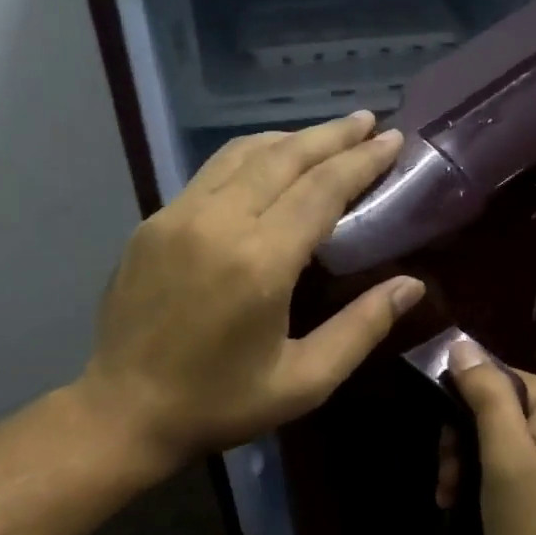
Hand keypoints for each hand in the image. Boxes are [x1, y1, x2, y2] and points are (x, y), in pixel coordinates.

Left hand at [83, 112, 424, 469]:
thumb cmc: (221, 404)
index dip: (361, 161)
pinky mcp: (153, 223)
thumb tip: (411, 285)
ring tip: (328, 136)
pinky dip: (251, 157)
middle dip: (332, 136)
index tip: (393, 140)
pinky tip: (269, 163)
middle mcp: (217, 223)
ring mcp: (177, 216)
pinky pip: (211, 173)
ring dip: (291, 139)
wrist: (124, 412)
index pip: (321, 189)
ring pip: (243, 154)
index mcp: (260, 262)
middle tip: (370, 122)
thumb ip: (362, 328)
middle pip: (284, 158)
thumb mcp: (305, 381)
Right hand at [448, 343, 535, 534]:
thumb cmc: (532, 515)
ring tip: (448, 491)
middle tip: (448, 473)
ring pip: (477, 429)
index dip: (456, 401)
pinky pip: (486, 452)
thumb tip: (459, 346)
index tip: (443, 441)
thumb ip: (486, 396)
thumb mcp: (505, 452)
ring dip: (456, 459)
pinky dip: (467, 473)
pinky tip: (453, 498)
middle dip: (455, 438)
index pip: (486, 374)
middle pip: (479, 402)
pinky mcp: (527, 464)